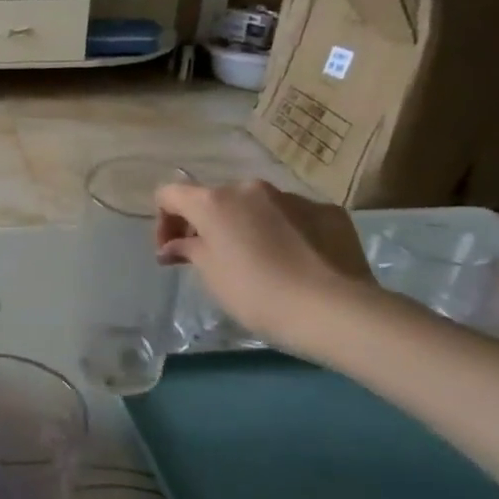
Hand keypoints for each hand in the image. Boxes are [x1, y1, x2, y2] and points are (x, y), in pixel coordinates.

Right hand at [154, 178, 374, 348]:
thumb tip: (176, 245)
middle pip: (216, 199)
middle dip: (207, 225)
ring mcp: (293, 197)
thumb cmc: (256, 293)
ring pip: (257, 207)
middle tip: (210, 259)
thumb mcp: (211, 275)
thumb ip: (189, 250)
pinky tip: (294, 262)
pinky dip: (284, 233)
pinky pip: (294, 217)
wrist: (335, 309)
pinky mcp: (328, 212)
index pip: (170, 194)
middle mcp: (251, 189)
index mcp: (214, 202)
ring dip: (246, 227)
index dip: (164, 221)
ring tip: (257, 262)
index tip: (171, 252)